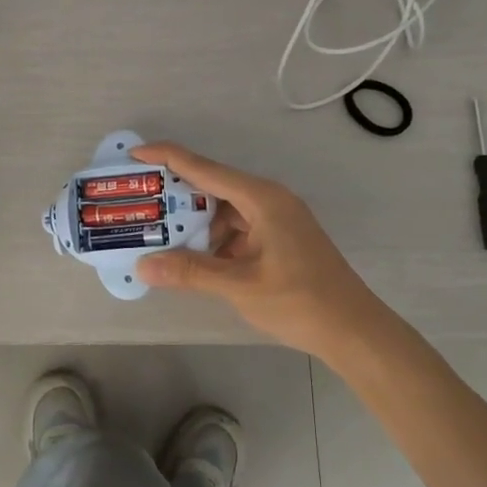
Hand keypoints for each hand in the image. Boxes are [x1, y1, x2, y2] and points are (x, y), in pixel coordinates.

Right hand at [131, 142, 385, 358]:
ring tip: (159, 239)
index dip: (166, 158)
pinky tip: (194, 260)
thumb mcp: (240, 286)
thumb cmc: (301, 301)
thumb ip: (190, 272)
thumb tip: (143, 265)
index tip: (132, 155)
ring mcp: (275, 220)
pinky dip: (213, 241)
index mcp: (261, 199)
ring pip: (222, 212)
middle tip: (138, 204)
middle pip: (211, 187)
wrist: (354, 331)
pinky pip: (236, 229)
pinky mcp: (278, 239)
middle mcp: (268, 200)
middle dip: (174, 196)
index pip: (204, 168)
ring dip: (194, 224)